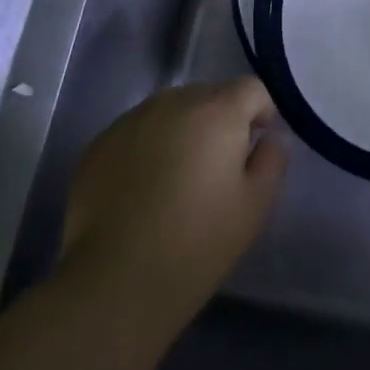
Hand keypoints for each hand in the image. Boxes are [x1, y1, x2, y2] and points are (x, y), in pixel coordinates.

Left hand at [59, 79, 287, 330]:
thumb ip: (271, 159)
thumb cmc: (198, 242)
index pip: (251, 89)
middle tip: (218, 169)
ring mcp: (130, 120)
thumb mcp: (255, 205)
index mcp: (217, 110)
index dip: (262, 113)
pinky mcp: (99, 144)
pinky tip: (143, 191)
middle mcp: (172, 101)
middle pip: (209, 96)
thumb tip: (268, 138)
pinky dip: (147, 149)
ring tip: (177, 180)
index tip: (256, 148)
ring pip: (170, 112)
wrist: (116, 280)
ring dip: (182, 132)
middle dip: (220, 122)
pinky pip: (137, 133)